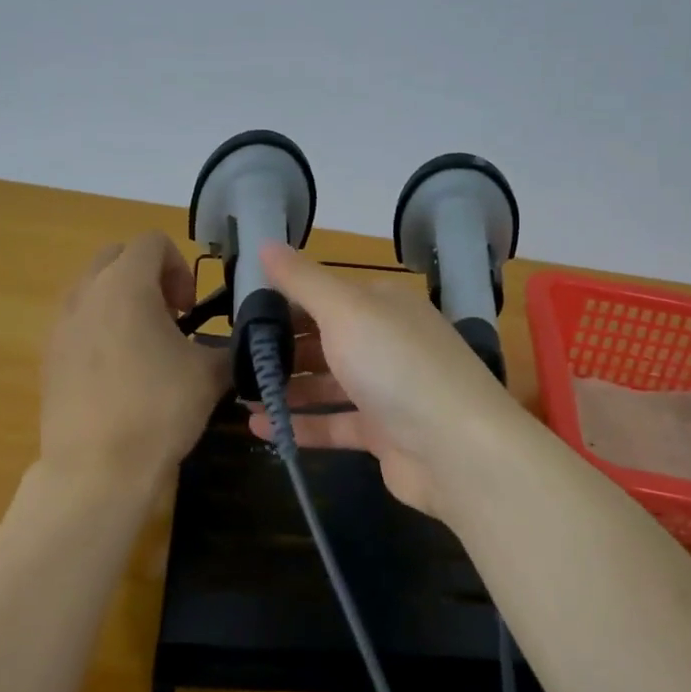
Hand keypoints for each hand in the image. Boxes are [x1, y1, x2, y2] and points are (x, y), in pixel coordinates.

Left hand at [38, 232, 229, 496]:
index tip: (190, 309)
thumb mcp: (210, 374)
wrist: (96, 470)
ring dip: (122, 301)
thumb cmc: (158, 410)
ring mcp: (60, 325)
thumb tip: (241, 343)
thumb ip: (229, 346)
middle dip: (148, 276)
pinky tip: (119, 373)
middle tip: (171, 318)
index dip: (180, 266)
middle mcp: (86, 293)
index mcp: (125, 285)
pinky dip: (100, 329)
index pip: (152, 242)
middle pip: (117, 257)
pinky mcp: (48, 356)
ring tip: (145, 346)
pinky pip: (77, 322)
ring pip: (93, 288)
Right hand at [245, 241, 522, 516]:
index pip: (325, 294)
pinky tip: (258, 428)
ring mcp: (388, 390)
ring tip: (239, 394)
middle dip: (282, 347)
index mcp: (383, 305)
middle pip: (325, 339)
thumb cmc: (397, 365)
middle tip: (233, 358)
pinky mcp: (384, 434)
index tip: (240, 314)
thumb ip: (302, 279)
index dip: (283, 301)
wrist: (458, 450)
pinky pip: (334, 424)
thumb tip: (264, 241)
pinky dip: (300, 424)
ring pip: (328, 383)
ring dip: (287, 387)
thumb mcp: (345, 310)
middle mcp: (387, 341)